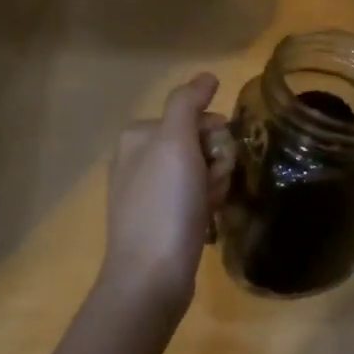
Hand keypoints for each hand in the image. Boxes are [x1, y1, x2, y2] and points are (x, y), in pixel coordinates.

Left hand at [99, 72, 231, 325]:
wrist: (150, 278)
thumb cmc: (165, 204)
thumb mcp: (175, 142)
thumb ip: (188, 103)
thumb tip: (207, 75)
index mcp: (137, 135)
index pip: (193, 116)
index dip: (214, 135)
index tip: (215, 158)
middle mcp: (137, 158)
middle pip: (198, 142)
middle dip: (216, 161)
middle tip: (213, 186)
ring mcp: (146, 191)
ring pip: (200, 170)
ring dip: (214, 184)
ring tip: (209, 207)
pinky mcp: (158, 219)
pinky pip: (193, 196)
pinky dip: (206, 204)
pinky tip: (206, 220)